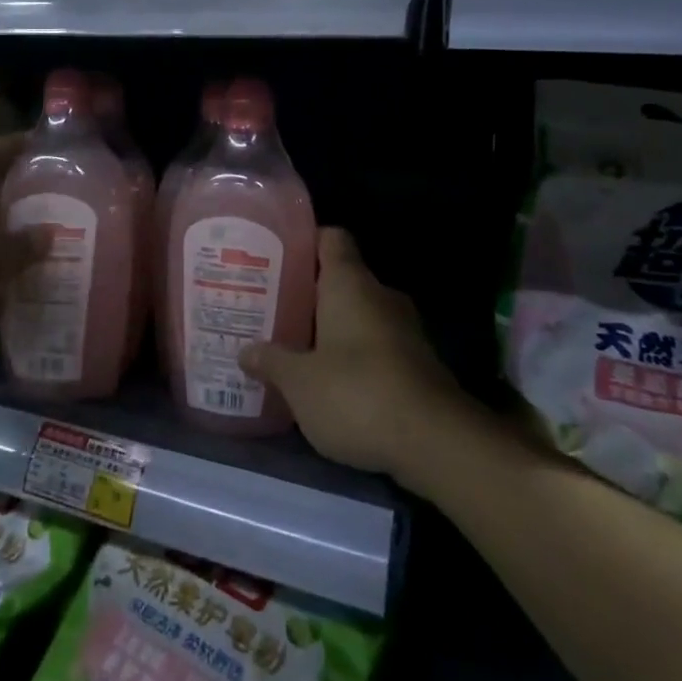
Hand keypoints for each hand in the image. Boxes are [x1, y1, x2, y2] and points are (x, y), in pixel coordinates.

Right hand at [240, 229, 471, 479]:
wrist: (436, 442)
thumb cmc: (357, 394)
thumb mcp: (300, 383)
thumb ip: (272, 361)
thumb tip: (245, 351)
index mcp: (349, 283)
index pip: (331, 238)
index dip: (305, 242)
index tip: (276, 256)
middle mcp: (379, 295)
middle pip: (341, 279)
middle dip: (308, 293)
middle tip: (272, 307)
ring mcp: (404, 329)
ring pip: (358, 314)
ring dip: (330, 327)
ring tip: (293, 344)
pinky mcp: (417, 363)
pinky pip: (375, 345)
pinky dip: (353, 355)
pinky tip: (328, 379)